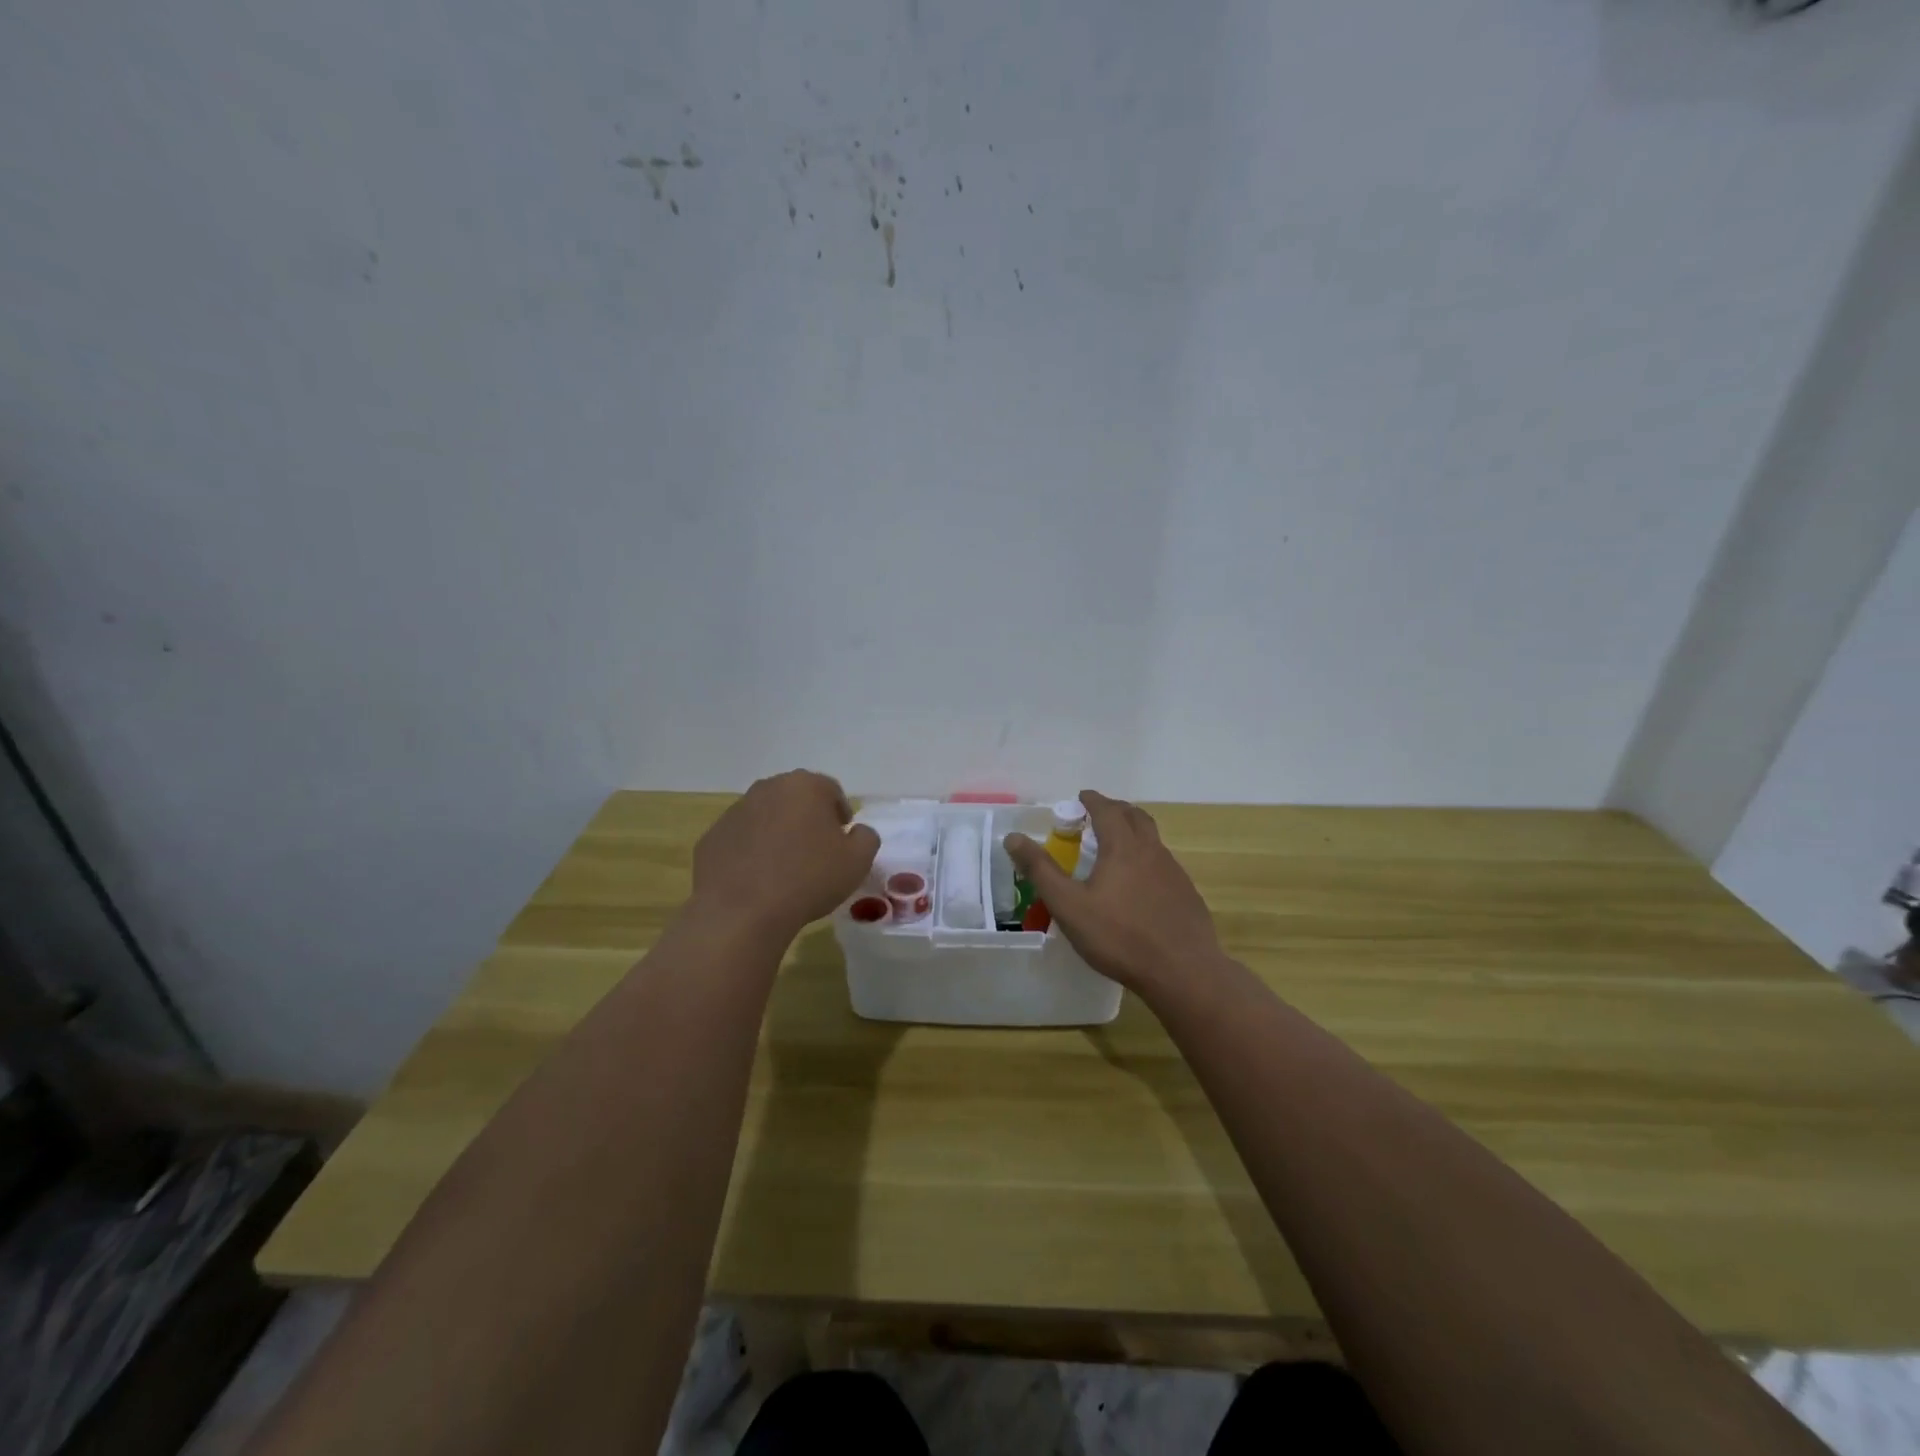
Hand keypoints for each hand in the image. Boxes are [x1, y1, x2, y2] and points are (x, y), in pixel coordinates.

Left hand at [688, 770, 879, 942]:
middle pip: (796, 798)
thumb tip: (856, 832)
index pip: (831, 790)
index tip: (842, 841)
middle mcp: (768, 788)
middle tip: (816, 852)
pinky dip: (752, 852)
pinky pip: (741, 839)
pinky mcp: (712, 837)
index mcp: (805, 786)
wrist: (742, 911)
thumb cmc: (808, 879)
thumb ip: (866, 837)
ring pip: (766, 816)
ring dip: (778, 834)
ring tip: (785, 868)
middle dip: (808, 819)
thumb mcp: (858, 861)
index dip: (840, 815)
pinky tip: (758, 880)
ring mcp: (735, 811)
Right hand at [1004, 790, 1221, 998]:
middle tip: (1099, 814)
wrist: (1182, 972)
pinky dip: (1147, 859)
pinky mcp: (1187, 894)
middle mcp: (1151, 851)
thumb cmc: (1119, 936)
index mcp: (1123, 847)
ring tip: (1117, 846)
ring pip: (1153, 839)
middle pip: (1136, 817)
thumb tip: (1013, 838)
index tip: (1081, 797)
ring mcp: (1174, 872)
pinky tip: (1140, 884)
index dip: (1092, 800)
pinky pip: (1164, 864)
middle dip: (1116, 809)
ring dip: (1134, 832)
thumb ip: (1040, 870)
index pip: (1107, 810)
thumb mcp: (1069, 905)